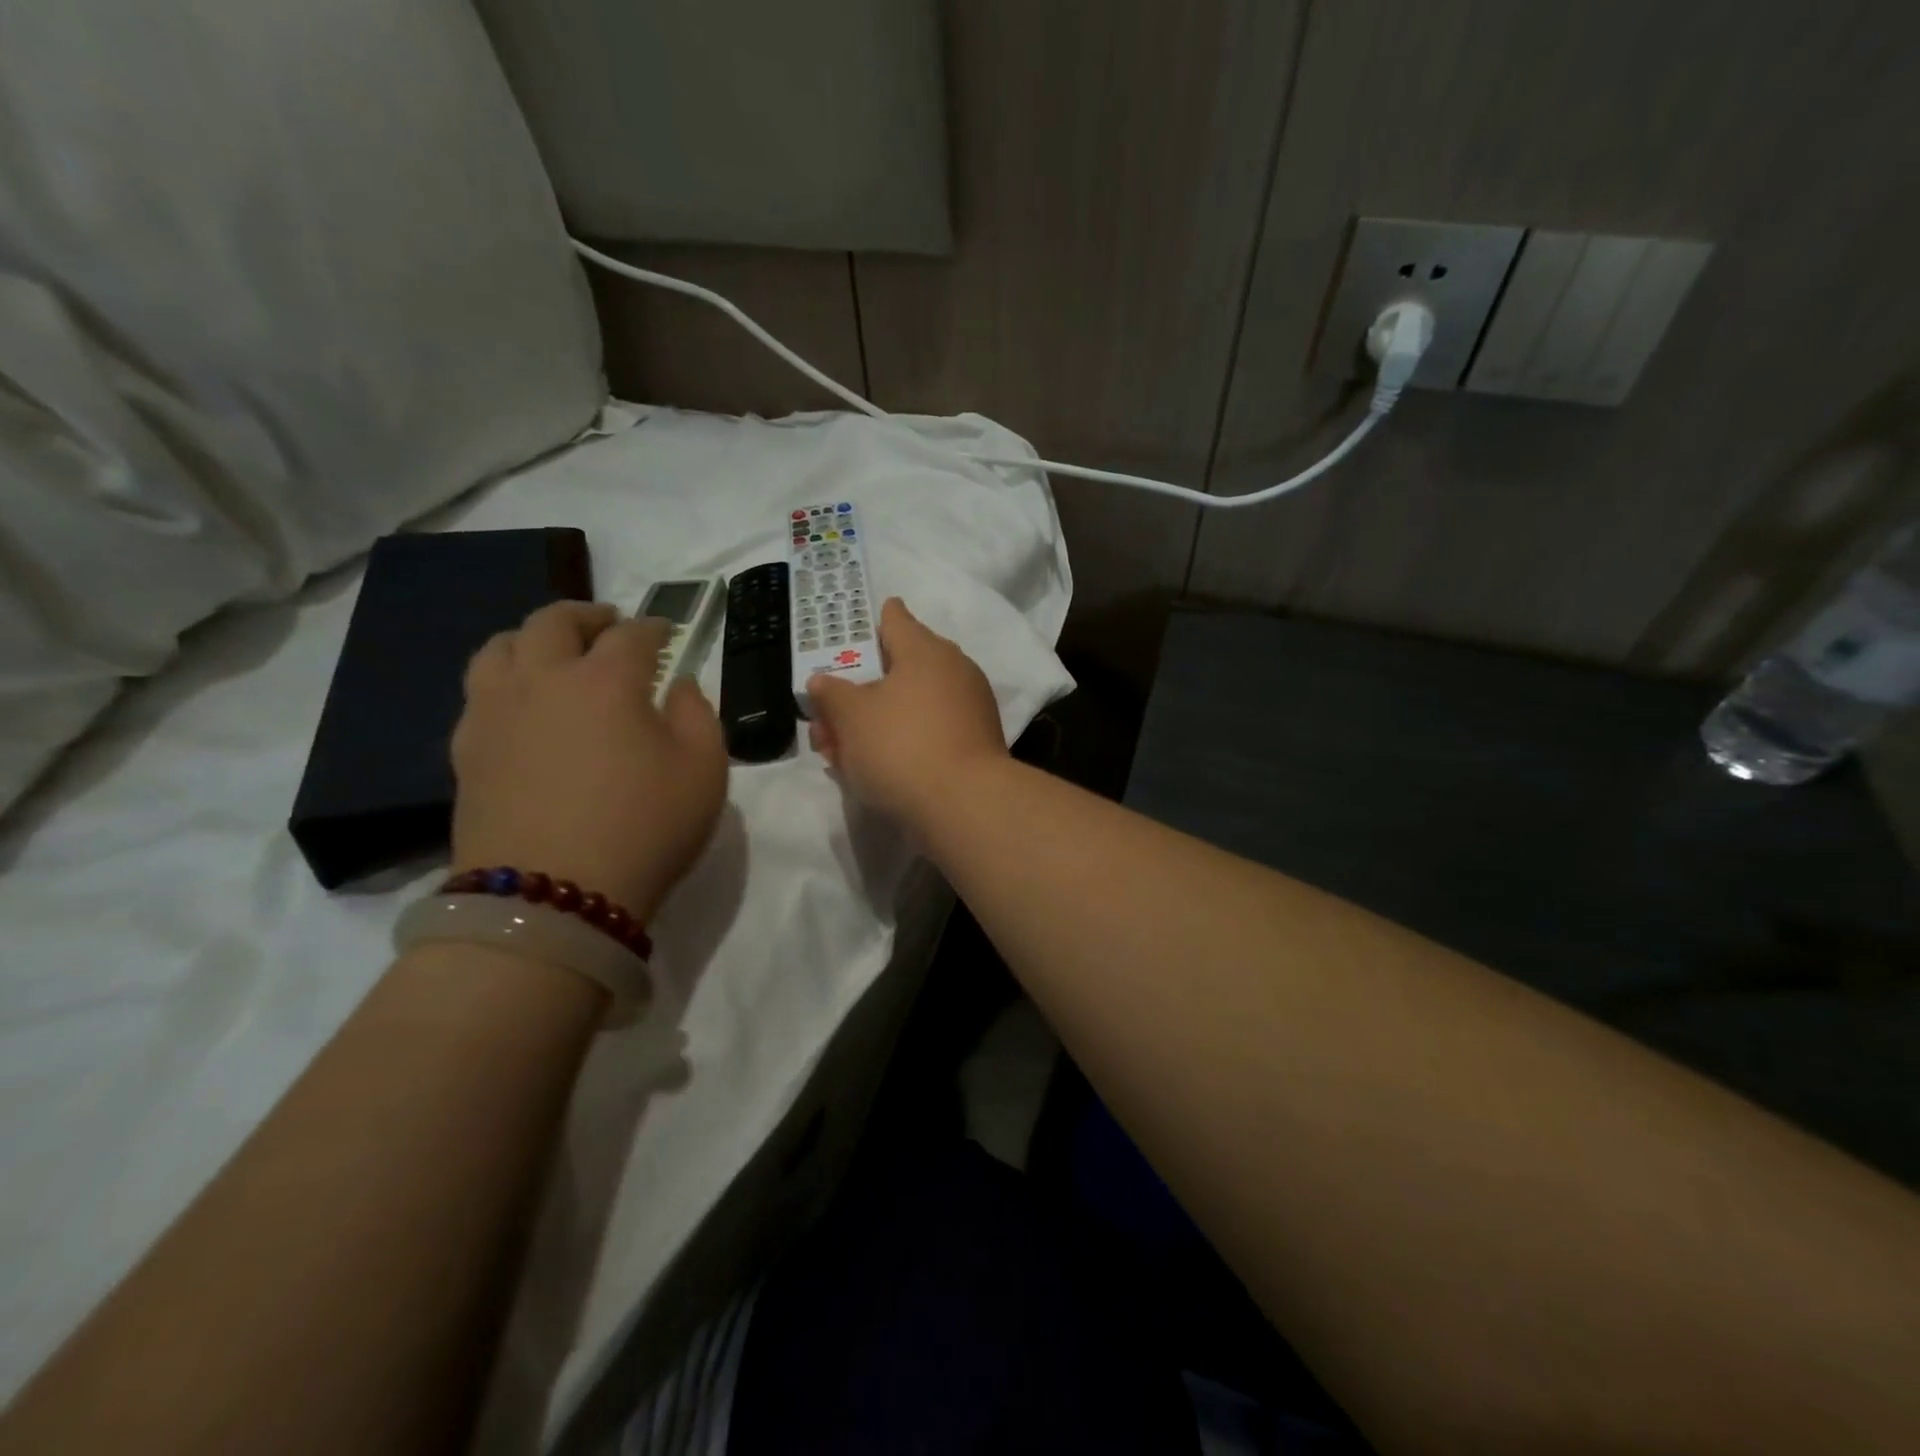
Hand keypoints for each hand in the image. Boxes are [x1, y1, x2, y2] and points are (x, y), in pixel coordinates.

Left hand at [451, 602, 727, 921]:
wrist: (550, 898)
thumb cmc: (644, 828)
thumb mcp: (705, 772)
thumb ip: (698, 716)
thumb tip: (676, 687)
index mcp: (606, 679)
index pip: (631, 634)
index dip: (654, 627)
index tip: (667, 632)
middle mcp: (543, 680)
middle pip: (553, 622)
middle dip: (586, 615)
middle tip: (607, 624)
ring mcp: (495, 713)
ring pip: (500, 647)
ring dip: (533, 638)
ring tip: (553, 653)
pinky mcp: (466, 751)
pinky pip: (479, 692)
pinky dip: (505, 680)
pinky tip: (522, 704)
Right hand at [806, 598, 1007, 827]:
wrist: (964, 806)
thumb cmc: (901, 746)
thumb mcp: (851, 716)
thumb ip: (832, 693)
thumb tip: (823, 680)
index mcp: (926, 650)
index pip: (895, 619)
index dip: (871, 623)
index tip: (854, 632)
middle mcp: (953, 671)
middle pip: (899, 669)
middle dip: (860, 690)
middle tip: (827, 714)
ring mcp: (969, 709)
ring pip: (910, 706)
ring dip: (874, 722)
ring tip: (837, 750)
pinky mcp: (974, 745)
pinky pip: (928, 732)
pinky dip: (901, 742)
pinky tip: (871, 768)